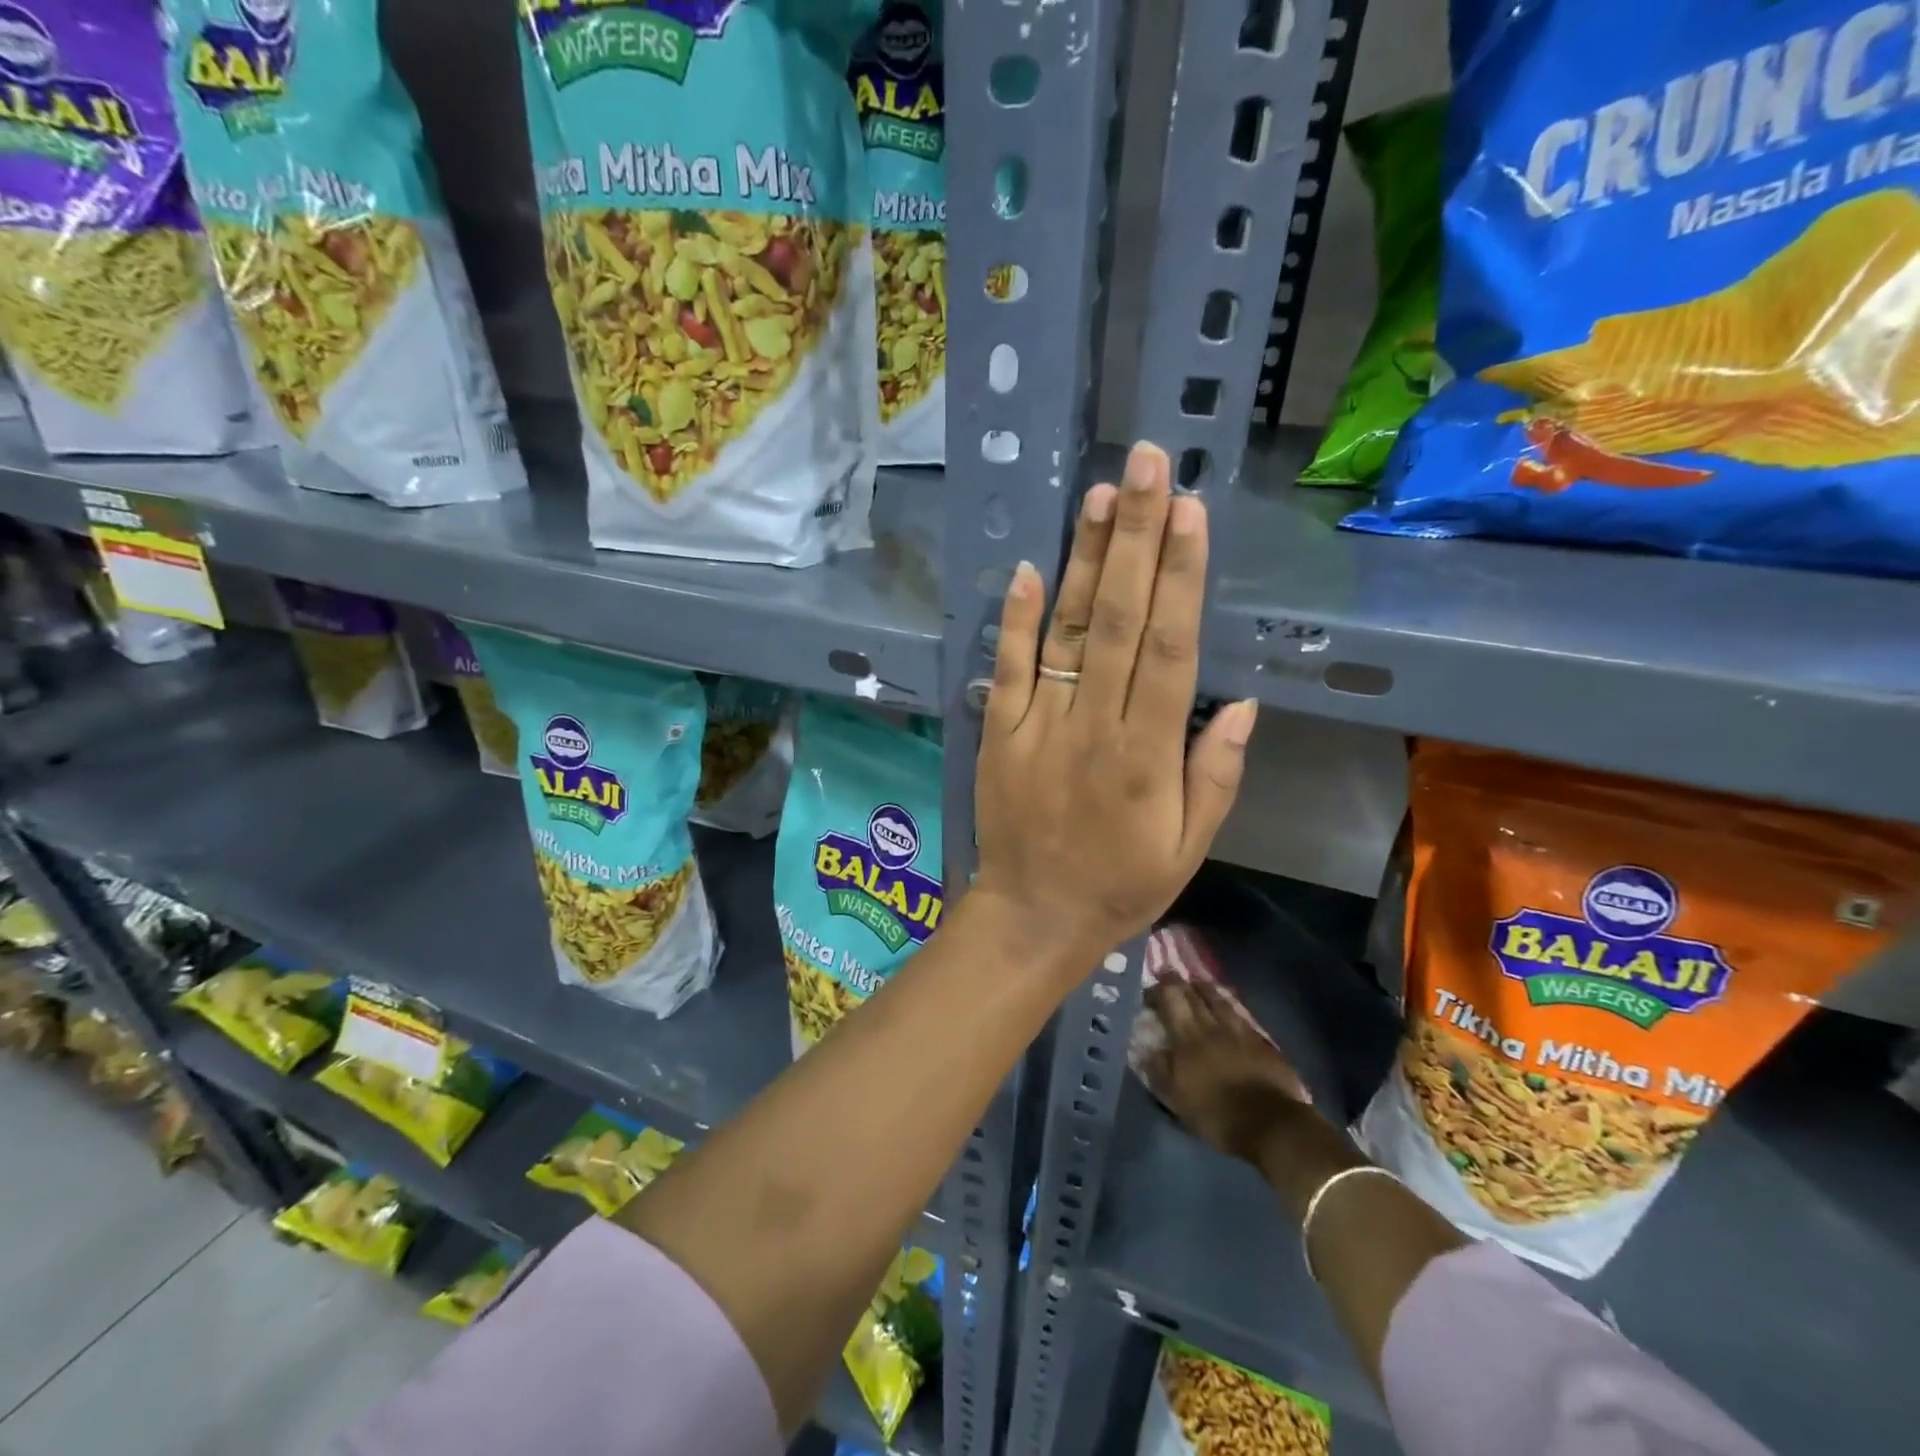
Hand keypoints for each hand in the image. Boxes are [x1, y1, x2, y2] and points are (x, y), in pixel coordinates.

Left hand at [970, 441, 1257, 978]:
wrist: (1032, 916)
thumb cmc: (1120, 885)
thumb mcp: (1190, 848)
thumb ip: (1215, 774)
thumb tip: (1240, 703)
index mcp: (1148, 753)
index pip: (1170, 647)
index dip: (1181, 576)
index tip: (1190, 511)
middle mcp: (1094, 725)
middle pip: (1119, 620)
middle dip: (1136, 539)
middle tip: (1144, 466)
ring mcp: (1039, 724)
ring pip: (1066, 631)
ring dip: (1084, 561)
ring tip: (1100, 497)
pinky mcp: (998, 732)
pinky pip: (1008, 668)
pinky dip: (1015, 617)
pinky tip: (1028, 567)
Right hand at [1143, 979, 1311, 1166]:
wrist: (1270, 1123)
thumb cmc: (1217, 1114)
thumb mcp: (1178, 1099)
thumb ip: (1160, 1070)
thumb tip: (1146, 1049)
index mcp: (1187, 1038)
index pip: (1169, 1000)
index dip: (1157, 991)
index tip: (1148, 991)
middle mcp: (1211, 1026)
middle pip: (1193, 995)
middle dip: (1178, 982)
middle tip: (1168, 974)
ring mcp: (1239, 1031)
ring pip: (1219, 1000)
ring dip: (1205, 988)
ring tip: (1196, 982)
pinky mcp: (1260, 1041)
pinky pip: (1240, 1014)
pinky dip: (1229, 1006)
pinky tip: (1227, 1006)